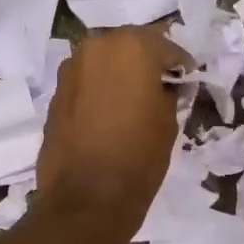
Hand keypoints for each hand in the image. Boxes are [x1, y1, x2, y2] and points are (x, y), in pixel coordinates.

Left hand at [35, 26, 189, 237]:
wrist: (86, 198)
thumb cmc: (138, 157)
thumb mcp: (168, 122)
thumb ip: (167, 93)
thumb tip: (162, 87)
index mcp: (131, 47)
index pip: (166, 46)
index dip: (180, 65)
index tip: (188, 81)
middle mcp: (96, 47)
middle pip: (130, 46)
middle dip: (146, 62)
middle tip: (161, 86)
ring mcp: (71, 69)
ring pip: (104, 61)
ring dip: (120, 74)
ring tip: (134, 100)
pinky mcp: (56, 93)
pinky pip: (86, 82)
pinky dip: (100, 90)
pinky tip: (110, 113)